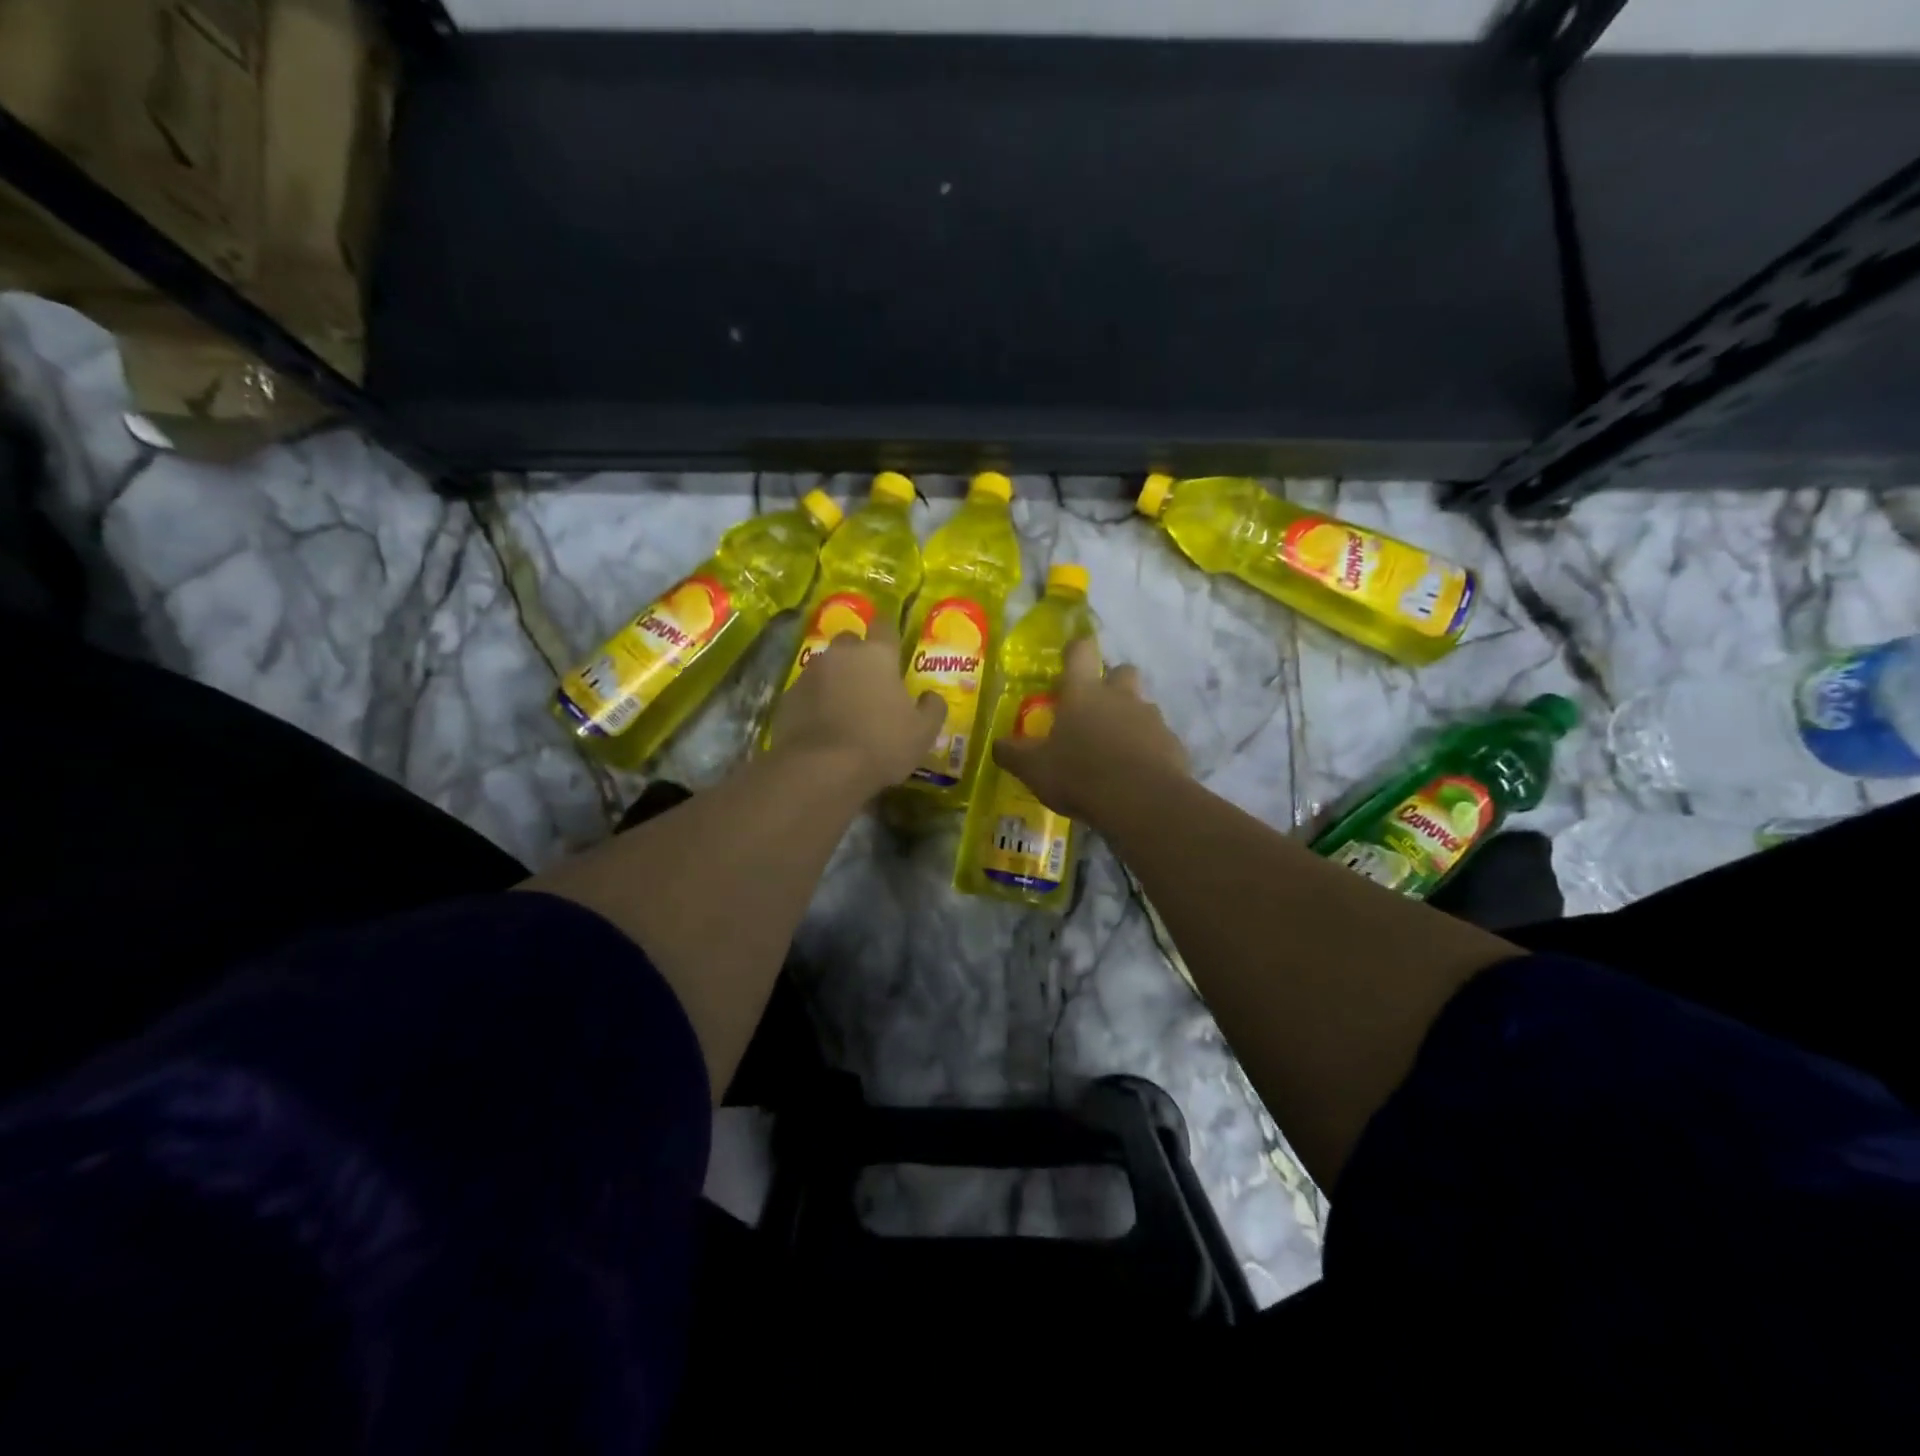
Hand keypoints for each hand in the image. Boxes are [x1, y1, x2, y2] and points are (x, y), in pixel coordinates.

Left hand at [769, 620, 945, 793]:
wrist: (821, 769)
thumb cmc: (881, 744)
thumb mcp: (923, 732)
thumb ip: (932, 708)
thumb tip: (931, 696)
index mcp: (877, 654)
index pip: (884, 626)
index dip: (889, 636)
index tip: (894, 649)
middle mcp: (841, 654)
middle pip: (850, 641)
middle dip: (858, 655)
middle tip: (869, 680)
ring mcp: (810, 673)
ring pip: (826, 665)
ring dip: (835, 678)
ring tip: (844, 706)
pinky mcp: (788, 697)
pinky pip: (806, 691)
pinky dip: (815, 701)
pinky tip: (822, 724)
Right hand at [992, 637, 1188, 825]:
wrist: (1142, 802)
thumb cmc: (1079, 775)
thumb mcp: (1034, 769)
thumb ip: (1013, 754)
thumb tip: (997, 745)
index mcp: (1083, 693)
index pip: (1080, 652)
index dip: (1075, 649)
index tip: (1071, 655)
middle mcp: (1120, 697)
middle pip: (1122, 671)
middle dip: (1111, 682)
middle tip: (1096, 707)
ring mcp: (1151, 719)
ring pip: (1142, 706)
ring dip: (1130, 718)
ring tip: (1115, 747)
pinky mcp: (1172, 745)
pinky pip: (1158, 739)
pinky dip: (1148, 748)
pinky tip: (1136, 772)